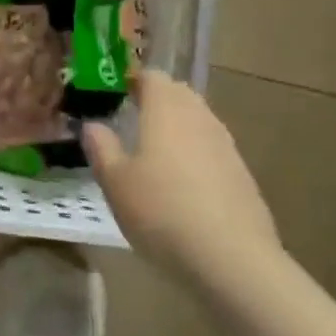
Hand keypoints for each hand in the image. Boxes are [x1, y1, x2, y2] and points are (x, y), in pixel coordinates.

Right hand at [82, 73, 279, 279]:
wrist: (232, 259)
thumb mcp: (115, 182)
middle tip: (135, 119)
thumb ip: (101, 148)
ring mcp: (225, 145)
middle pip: (179, 94)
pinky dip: (197, 155)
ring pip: (199, 121)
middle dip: (158, 100)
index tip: (119, 93)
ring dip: (179, 128)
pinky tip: (185, 185)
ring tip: (157, 153)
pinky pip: (213, 150)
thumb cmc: (162, 211)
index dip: (134, 80)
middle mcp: (199, 117)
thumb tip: (93, 125)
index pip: (152, 76)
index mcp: (165, 108)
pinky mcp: (243, 175)